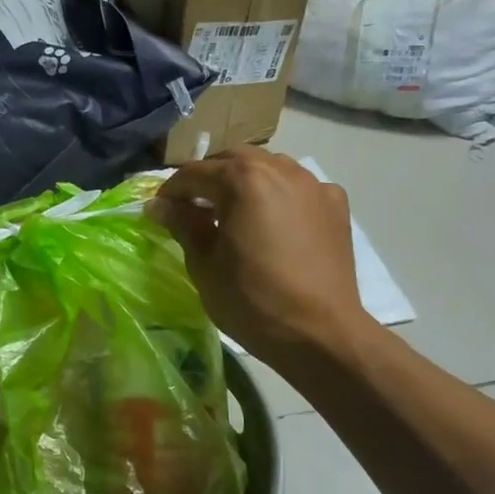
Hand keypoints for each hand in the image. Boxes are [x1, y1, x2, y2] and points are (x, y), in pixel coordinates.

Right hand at [150, 147, 369, 367]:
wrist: (320, 333)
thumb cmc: (252, 301)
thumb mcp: (204, 265)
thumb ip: (183, 225)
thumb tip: (159, 205)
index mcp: (242, 180)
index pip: (194, 174)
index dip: (171, 192)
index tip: (159, 212)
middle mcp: (280, 169)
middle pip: (233, 160)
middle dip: (209, 179)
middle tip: (193, 209)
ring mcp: (313, 184)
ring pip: (269, 167)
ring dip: (245, 181)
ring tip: (233, 212)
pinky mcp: (335, 205)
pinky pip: (298, 188)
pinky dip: (279, 196)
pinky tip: (274, 223)